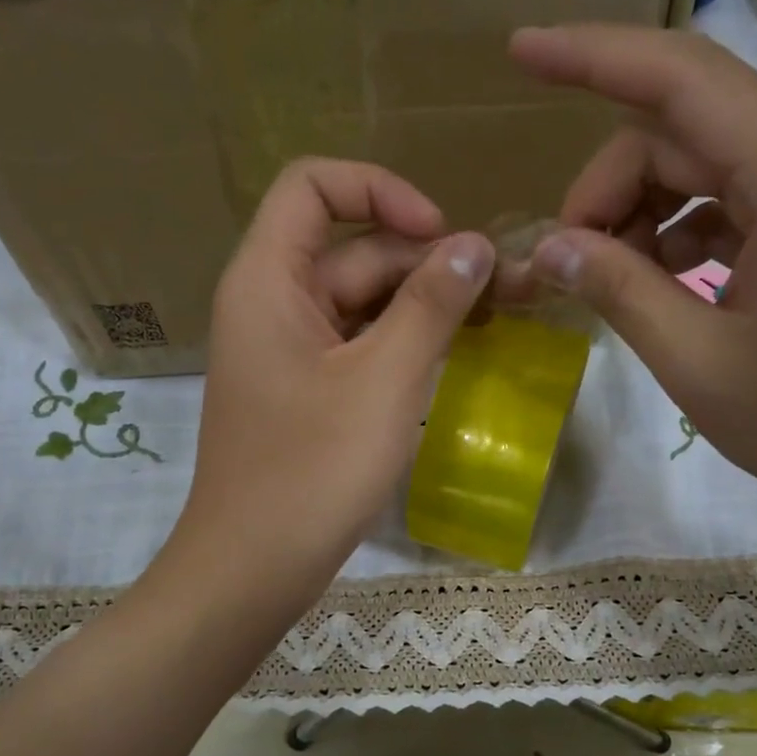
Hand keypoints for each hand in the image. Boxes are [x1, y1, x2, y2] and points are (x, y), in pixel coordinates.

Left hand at [172, 159, 493, 608]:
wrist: (253, 568)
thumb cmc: (313, 471)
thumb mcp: (384, 380)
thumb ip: (431, 304)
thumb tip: (475, 245)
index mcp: (268, 280)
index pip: (313, 186)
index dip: (380, 190)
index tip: (442, 235)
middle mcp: (270, 305)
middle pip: (351, 250)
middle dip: (425, 262)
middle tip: (503, 292)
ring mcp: (286, 355)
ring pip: (359, 305)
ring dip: (420, 308)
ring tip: (491, 325)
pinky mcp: (303, 396)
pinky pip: (355, 349)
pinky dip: (400, 347)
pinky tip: (450, 362)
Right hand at [507, 24, 756, 545]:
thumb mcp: (702, 365)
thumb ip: (620, 292)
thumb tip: (548, 247)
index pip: (677, 78)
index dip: (589, 57)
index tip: (519, 52)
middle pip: (683, 130)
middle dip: (609, 187)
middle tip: (566, 264)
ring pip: (709, 167)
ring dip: (646, 215)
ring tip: (612, 285)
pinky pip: (739, 206)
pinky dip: (687, 237)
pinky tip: (665, 290)